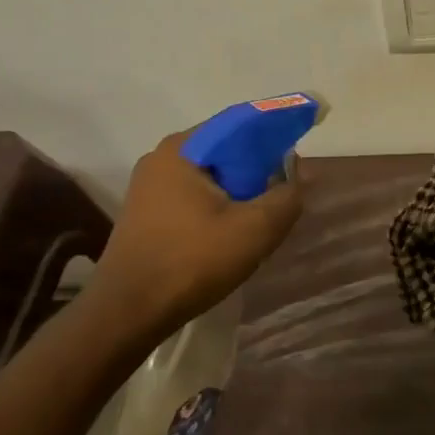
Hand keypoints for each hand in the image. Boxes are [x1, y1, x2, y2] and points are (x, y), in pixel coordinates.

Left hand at [79, 130, 303, 346]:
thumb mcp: (255, 229)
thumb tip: (298, 173)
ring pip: (214, 174)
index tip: (307, 132)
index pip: (243, 121)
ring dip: (242, 189)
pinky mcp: (148, 211)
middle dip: (261, 165)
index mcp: (185, 148)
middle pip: (228, 148)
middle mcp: (163, 157)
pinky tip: (234, 231)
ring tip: (264, 215)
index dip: (279, 125)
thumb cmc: (192, 262)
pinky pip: (197, 194)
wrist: (128, 312)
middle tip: (286, 189)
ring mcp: (151, 185)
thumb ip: (287, 195)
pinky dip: (222, 203)